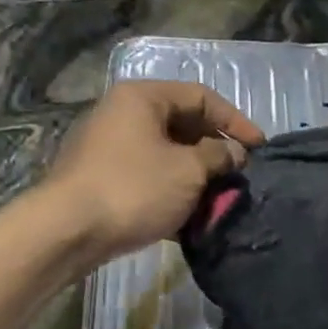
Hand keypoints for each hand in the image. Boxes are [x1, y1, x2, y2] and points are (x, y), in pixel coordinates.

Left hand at [44, 80, 264, 261]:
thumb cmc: (135, 188)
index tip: (260, 148)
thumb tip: (234, 154)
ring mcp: (109, 146)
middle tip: (240, 174)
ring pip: (166, 153)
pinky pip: (148, 175)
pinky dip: (172, 190)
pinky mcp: (102, 177)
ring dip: (196, 174)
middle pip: (183, 123)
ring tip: (219, 198)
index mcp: (143, 97)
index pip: (202, 97)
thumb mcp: (188, 170)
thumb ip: (219, 156)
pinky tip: (190, 215)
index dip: (235, 121)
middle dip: (215, 150)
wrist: (68, 232)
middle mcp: (123, 113)